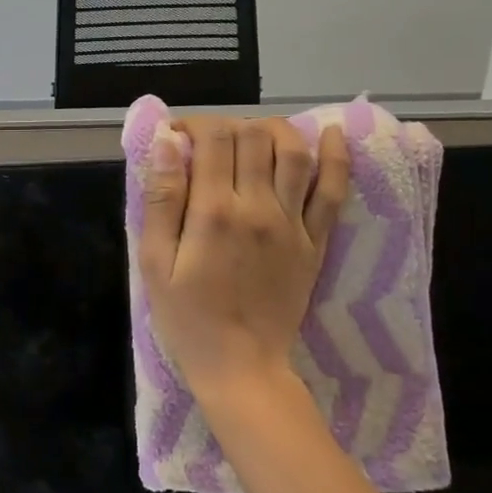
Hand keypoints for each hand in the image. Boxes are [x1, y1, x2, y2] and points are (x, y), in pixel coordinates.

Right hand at [138, 116, 349, 407]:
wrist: (241, 366)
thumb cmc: (187, 317)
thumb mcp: (154, 261)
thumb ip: (162, 199)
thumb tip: (169, 143)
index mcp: (214, 211)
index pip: (214, 139)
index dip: (195, 125)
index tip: (179, 137)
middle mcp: (258, 207)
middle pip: (254, 137)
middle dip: (229, 127)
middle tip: (210, 145)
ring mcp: (293, 224)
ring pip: (295, 153)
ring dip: (275, 130)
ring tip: (254, 134)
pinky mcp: (316, 242)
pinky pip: (334, 191)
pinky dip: (337, 157)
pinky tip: (332, 133)